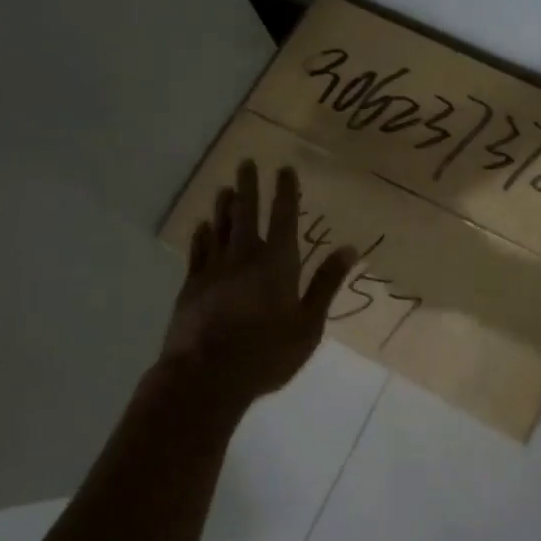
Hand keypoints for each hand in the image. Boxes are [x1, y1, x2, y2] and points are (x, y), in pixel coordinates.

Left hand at [165, 160, 357, 410]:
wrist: (205, 378)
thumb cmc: (266, 353)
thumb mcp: (308, 324)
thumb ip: (326, 284)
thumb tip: (349, 248)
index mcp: (277, 263)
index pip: (283, 217)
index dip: (285, 191)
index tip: (284, 168)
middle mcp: (245, 256)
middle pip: (246, 213)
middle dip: (248, 186)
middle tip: (246, 162)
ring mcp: (214, 270)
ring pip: (220, 227)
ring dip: (224, 206)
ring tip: (224, 188)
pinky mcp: (191, 286)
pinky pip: (198, 252)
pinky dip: (201, 236)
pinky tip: (201, 227)